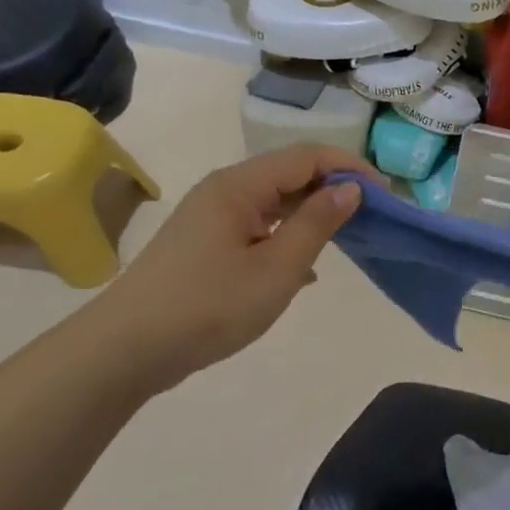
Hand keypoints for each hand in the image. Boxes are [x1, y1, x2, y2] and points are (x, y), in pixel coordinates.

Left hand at [79, 143, 375, 396]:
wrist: (124, 352)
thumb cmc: (208, 307)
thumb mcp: (277, 269)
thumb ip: (317, 224)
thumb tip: (351, 190)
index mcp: (240, 185)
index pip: (308, 156)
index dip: (350, 168)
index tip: (385, 195)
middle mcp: (225, 189)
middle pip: (290, 173)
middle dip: (333, 188)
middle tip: (371, 216)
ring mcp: (211, 216)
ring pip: (274, 199)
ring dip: (311, 212)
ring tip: (345, 237)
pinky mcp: (204, 242)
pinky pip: (258, 224)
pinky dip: (287, 234)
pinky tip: (304, 267)